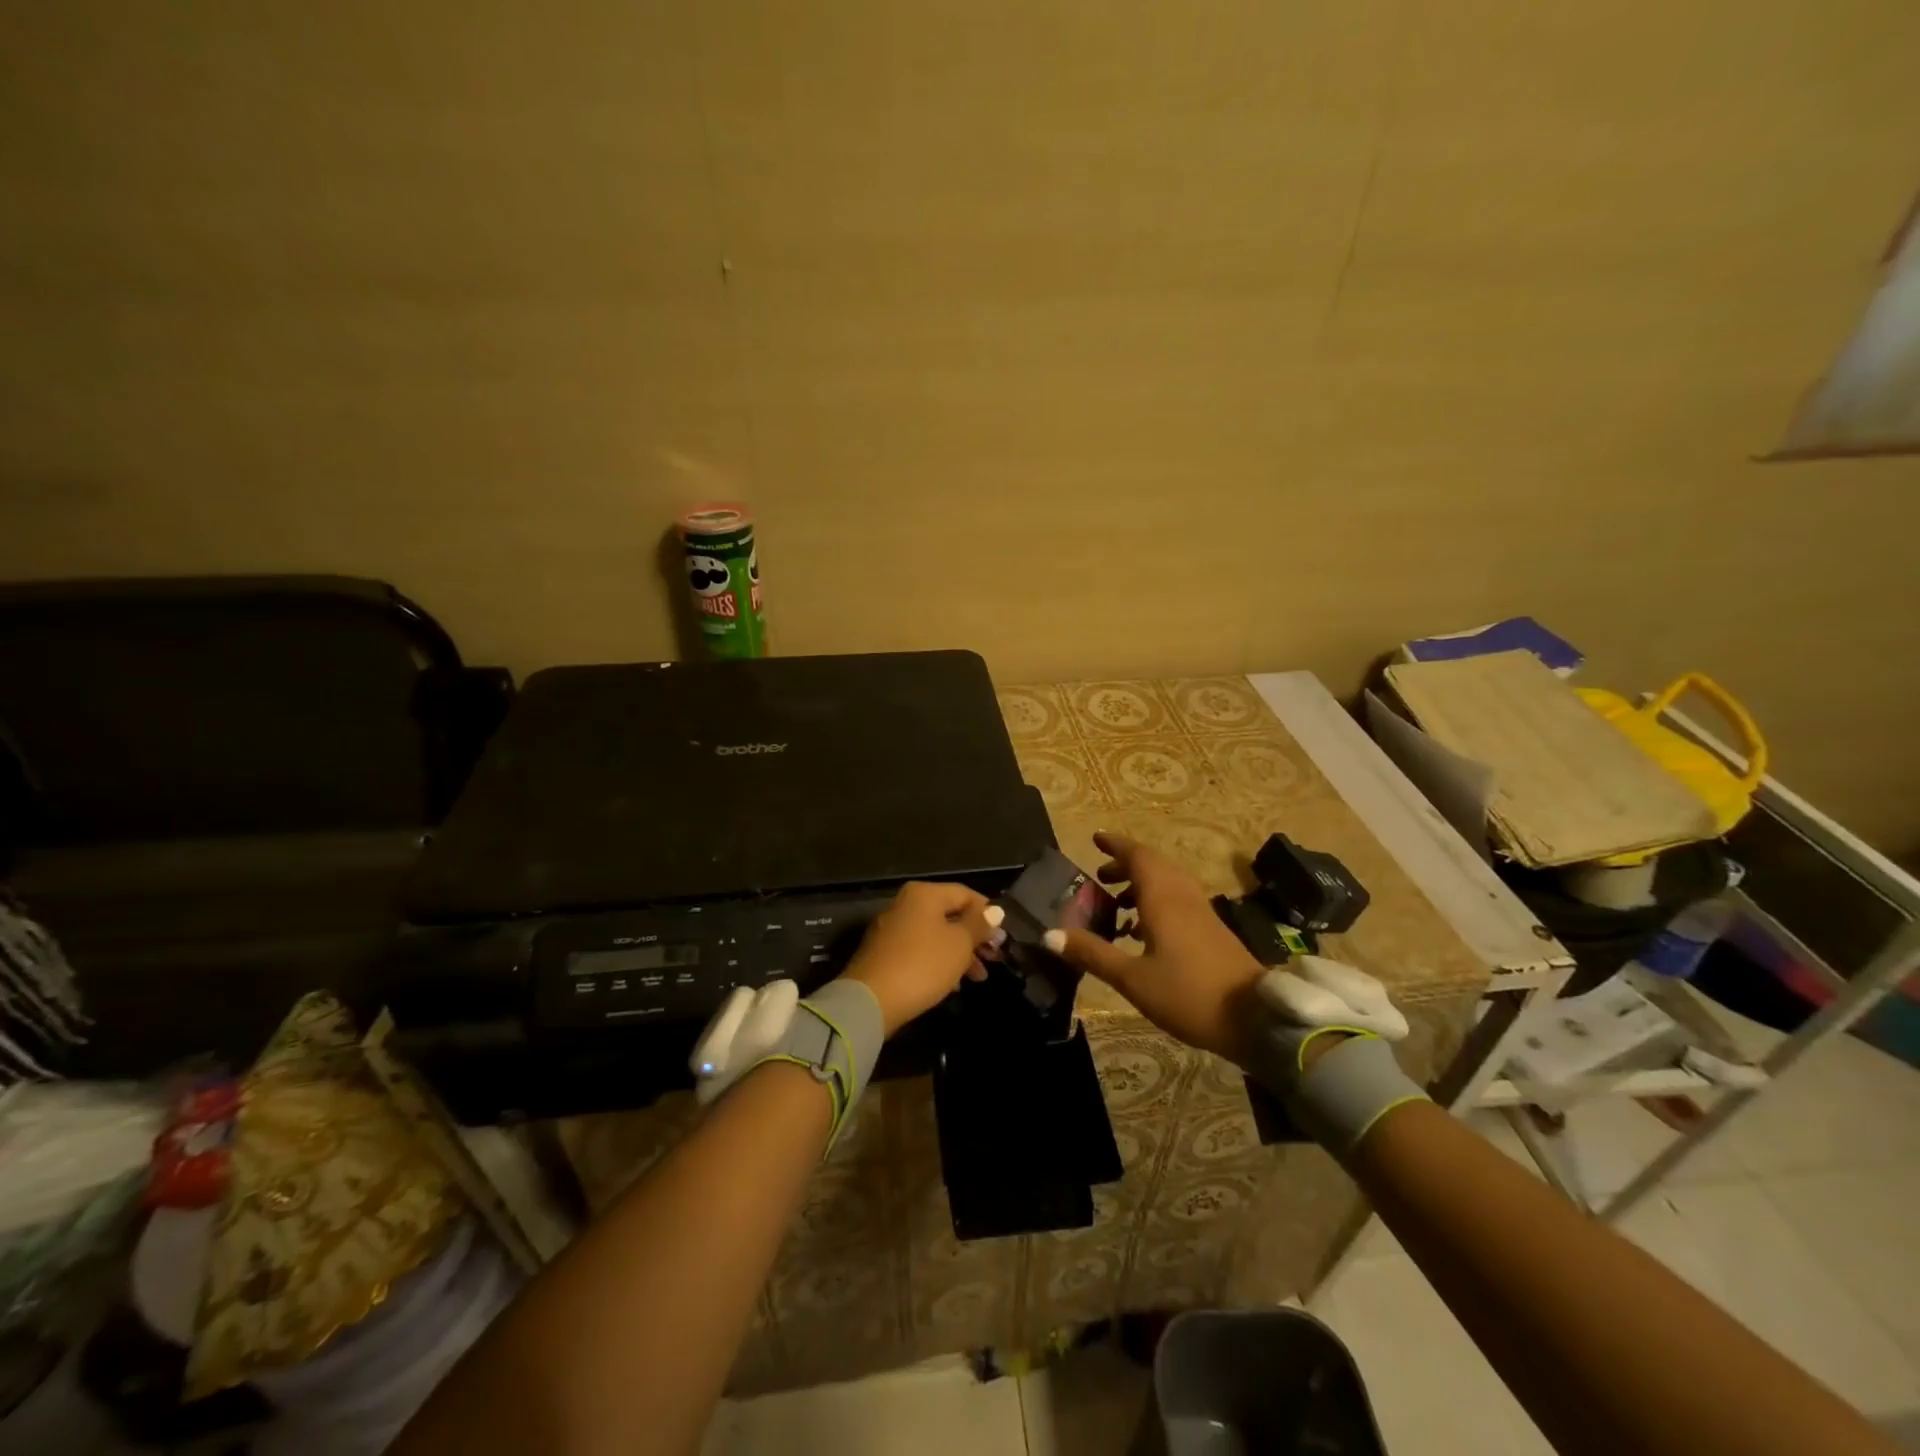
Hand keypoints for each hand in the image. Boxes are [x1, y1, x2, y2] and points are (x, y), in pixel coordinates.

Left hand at [840, 881, 1002, 1036]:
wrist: (871, 1000)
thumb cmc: (923, 964)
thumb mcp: (959, 944)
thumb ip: (978, 924)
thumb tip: (994, 910)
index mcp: (924, 894)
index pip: (965, 894)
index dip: (987, 913)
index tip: (1003, 937)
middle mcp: (906, 904)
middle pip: (950, 915)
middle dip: (975, 938)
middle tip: (995, 958)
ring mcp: (892, 929)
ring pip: (936, 936)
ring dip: (960, 954)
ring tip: (979, 978)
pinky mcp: (885, 954)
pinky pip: (920, 952)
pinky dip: (939, 964)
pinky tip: (953, 986)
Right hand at [1046, 831, 1265, 1067]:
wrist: (1256, 1019)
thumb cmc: (1188, 993)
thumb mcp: (1132, 978)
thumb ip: (1092, 953)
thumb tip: (1049, 934)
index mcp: (1163, 898)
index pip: (1137, 856)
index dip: (1115, 845)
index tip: (1095, 839)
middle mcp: (1182, 896)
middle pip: (1153, 865)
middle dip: (1125, 864)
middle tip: (1100, 875)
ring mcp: (1201, 912)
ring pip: (1167, 882)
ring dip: (1141, 883)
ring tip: (1116, 904)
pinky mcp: (1211, 930)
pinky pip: (1178, 900)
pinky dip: (1156, 901)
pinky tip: (1144, 932)